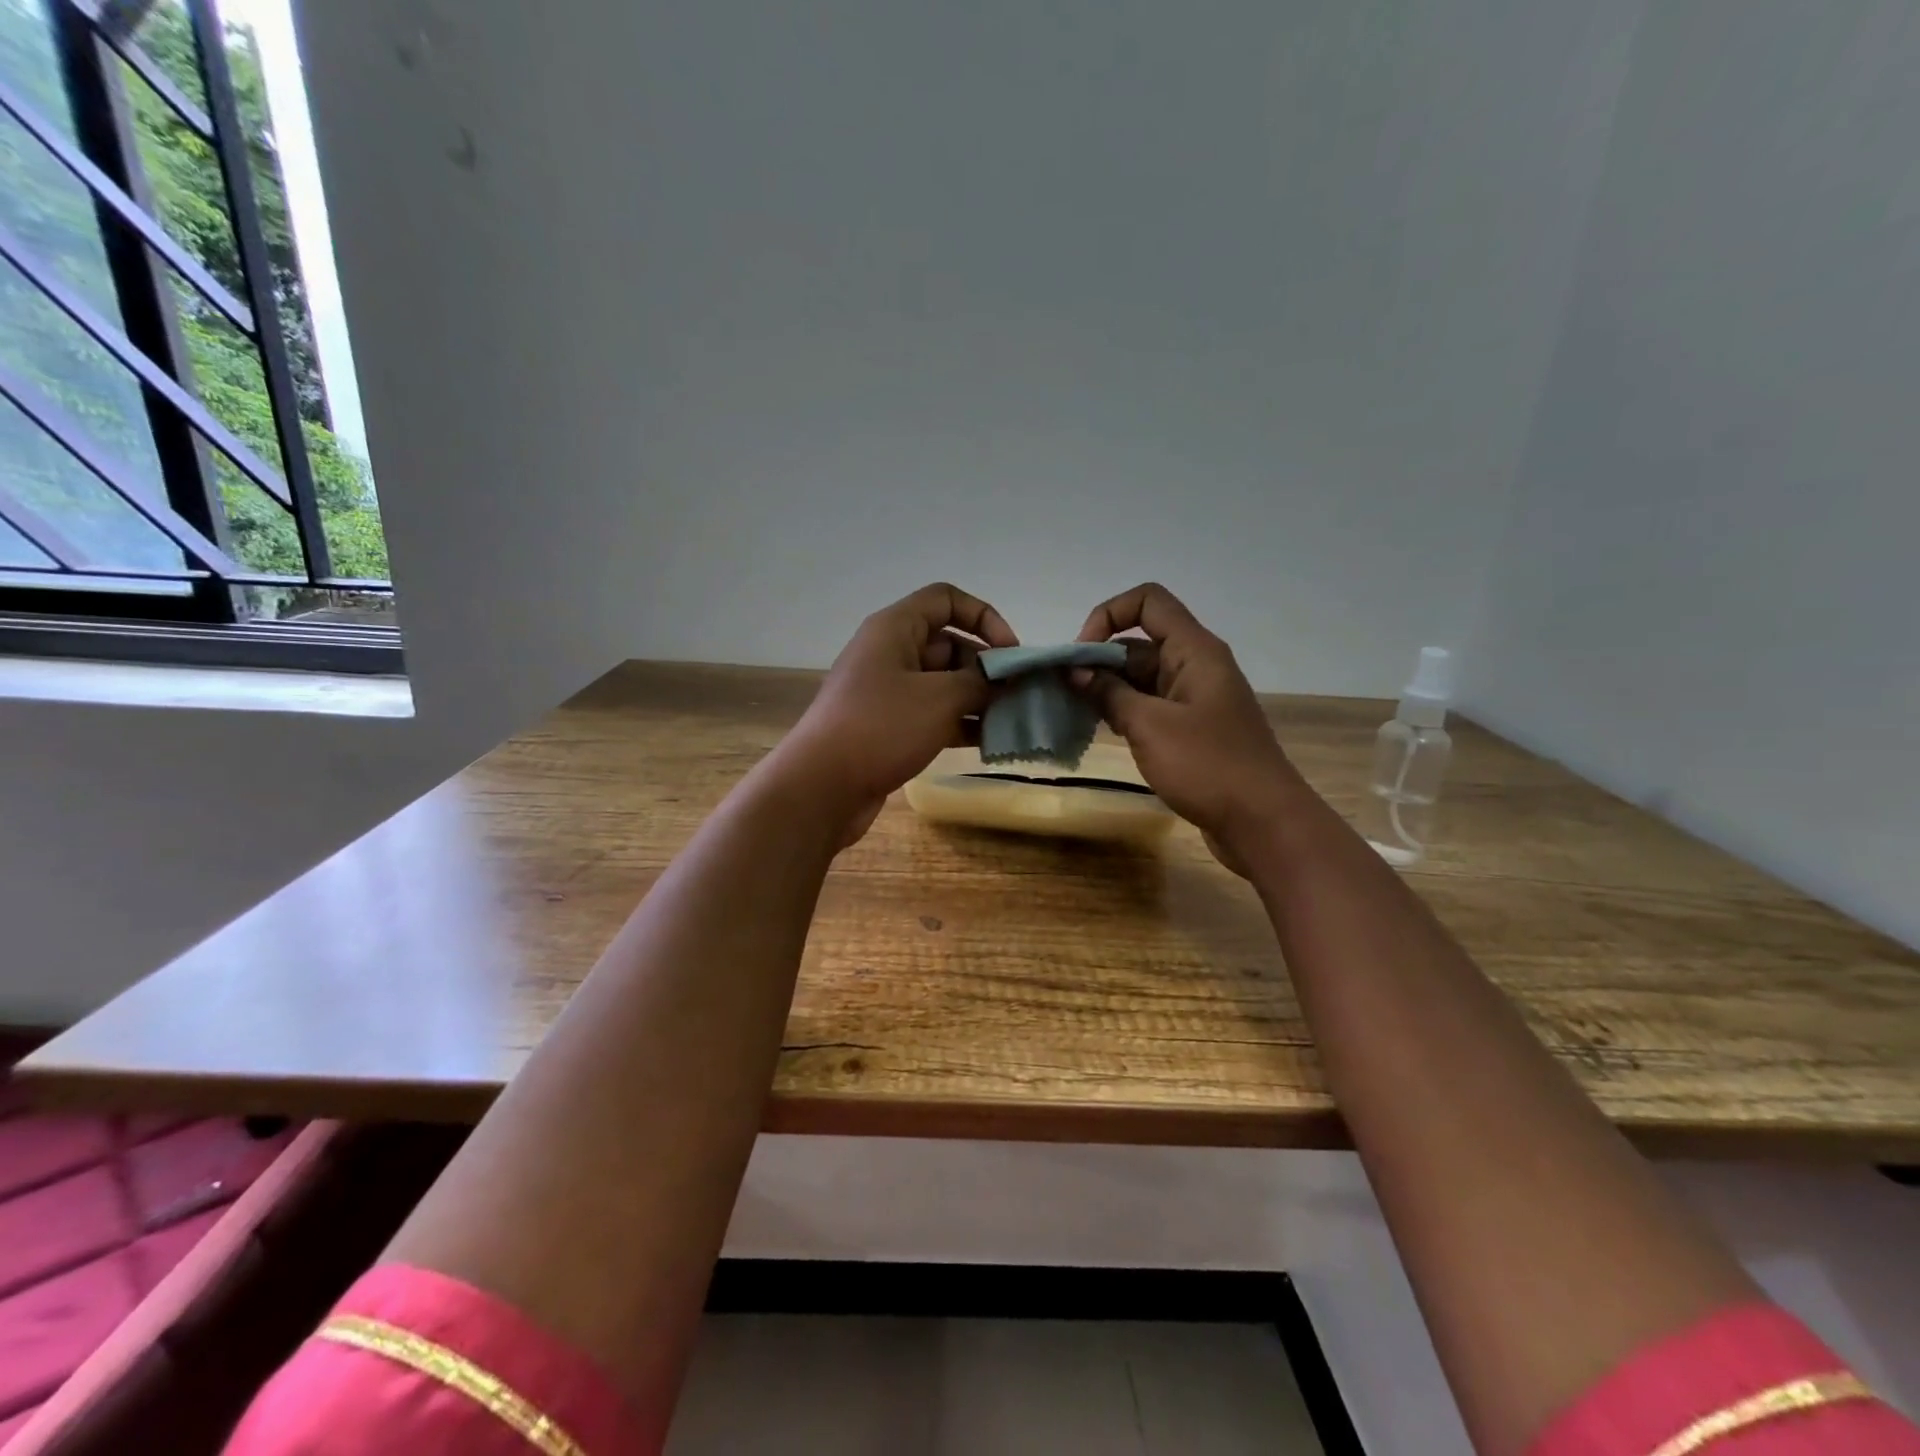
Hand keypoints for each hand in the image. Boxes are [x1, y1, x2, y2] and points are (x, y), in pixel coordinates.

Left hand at [780, 582, 1017, 845]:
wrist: (822, 786)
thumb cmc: (882, 728)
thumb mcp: (940, 698)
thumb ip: (980, 682)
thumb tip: (1004, 678)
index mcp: (895, 628)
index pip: (946, 600)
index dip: (983, 617)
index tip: (1010, 652)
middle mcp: (890, 653)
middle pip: (949, 644)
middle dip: (985, 667)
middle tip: (1017, 695)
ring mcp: (888, 692)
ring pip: (943, 684)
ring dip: (977, 699)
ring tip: (1011, 722)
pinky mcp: (889, 726)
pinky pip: (932, 714)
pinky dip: (960, 723)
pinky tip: (988, 743)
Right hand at [1075, 583, 1307, 874]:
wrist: (1262, 822)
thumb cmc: (1207, 766)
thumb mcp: (1150, 726)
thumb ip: (1109, 693)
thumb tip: (1076, 671)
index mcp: (1194, 650)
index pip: (1147, 601)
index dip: (1108, 615)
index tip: (1081, 654)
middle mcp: (1195, 666)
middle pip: (1139, 642)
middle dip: (1098, 659)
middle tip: (1063, 690)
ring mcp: (1194, 699)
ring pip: (1141, 677)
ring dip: (1106, 688)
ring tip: (1073, 711)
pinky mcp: (1191, 729)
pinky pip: (1150, 706)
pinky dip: (1123, 711)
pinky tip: (1099, 729)